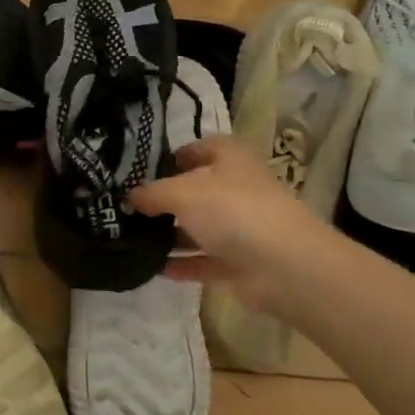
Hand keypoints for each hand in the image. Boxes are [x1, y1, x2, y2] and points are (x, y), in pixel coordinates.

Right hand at [127, 135, 323, 303]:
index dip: (180, 153)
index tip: (149, 167)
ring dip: (171, 234)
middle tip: (131, 206)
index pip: (206, 147)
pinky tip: (153, 268)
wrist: (284, 266)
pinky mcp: (240, 264)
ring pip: (200, 228)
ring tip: (133, 238)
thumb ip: (152, 193)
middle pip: (199, 190)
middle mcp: (238, 191)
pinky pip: (204, 261)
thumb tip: (129, 197)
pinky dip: (182, 264)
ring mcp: (241, 229)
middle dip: (167, 198)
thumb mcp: (182, 193)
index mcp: (231, 161)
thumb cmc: (233, 211)